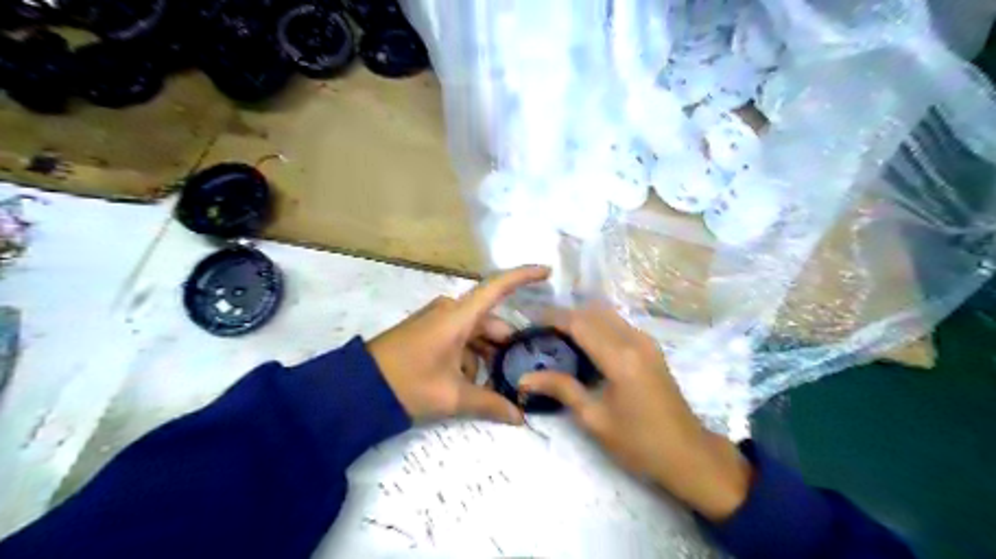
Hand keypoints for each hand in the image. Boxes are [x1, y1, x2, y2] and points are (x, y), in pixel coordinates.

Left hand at [370, 264, 552, 423]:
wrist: (357, 387)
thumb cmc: (408, 383)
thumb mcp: (451, 396)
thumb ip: (489, 404)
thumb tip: (520, 418)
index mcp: (459, 316)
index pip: (498, 287)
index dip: (524, 276)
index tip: (547, 272)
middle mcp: (450, 311)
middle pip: (490, 321)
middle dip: (505, 345)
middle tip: (522, 370)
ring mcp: (437, 320)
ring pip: (475, 333)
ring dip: (486, 355)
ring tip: (495, 384)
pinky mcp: (428, 331)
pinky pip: (459, 338)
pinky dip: (469, 356)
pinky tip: (470, 382)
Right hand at [519, 304, 751, 520]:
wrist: (688, 455)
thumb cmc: (638, 442)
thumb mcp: (594, 419)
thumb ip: (561, 389)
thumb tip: (525, 377)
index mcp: (620, 357)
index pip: (579, 323)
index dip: (552, 317)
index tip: (529, 320)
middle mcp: (635, 340)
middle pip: (593, 312)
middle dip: (565, 315)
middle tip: (541, 330)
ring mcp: (647, 342)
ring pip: (608, 315)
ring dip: (582, 319)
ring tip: (558, 336)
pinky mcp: (652, 348)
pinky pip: (619, 325)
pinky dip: (598, 326)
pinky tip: (585, 345)